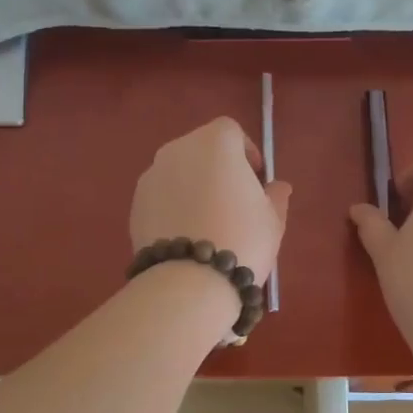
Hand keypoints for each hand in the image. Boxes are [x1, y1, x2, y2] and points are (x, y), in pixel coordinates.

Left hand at [130, 117, 292, 287]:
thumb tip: (278, 187)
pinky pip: (161, 196)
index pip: (230, 131)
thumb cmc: (242, 238)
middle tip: (233, 201)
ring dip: (193, 186)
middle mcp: (177, 149)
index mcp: (214, 142)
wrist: (189, 280)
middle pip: (201, 149)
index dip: (245, 152)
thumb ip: (275, 196)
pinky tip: (186, 236)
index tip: (256, 179)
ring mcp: (151, 176)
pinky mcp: (135, 203)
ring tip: (208, 222)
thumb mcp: (272, 219)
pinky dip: (174, 206)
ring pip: (179, 172)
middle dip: (218, 168)